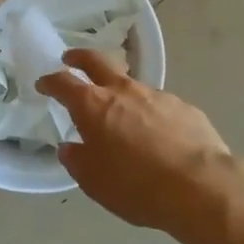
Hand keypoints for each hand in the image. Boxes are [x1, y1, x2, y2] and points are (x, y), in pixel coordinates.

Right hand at [37, 50, 243, 242]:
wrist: (201, 186)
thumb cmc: (136, 186)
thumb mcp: (94, 182)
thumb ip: (77, 160)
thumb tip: (70, 147)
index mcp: (94, 106)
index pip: (64, 83)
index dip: (50, 81)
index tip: (43, 83)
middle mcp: (124, 91)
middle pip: (97, 61)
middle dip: (80, 57)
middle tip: (71, 58)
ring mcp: (157, 95)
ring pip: (131, 83)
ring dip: (119, 90)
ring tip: (119, 110)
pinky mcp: (184, 107)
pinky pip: (159, 104)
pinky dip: (149, 112)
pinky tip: (156, 133)